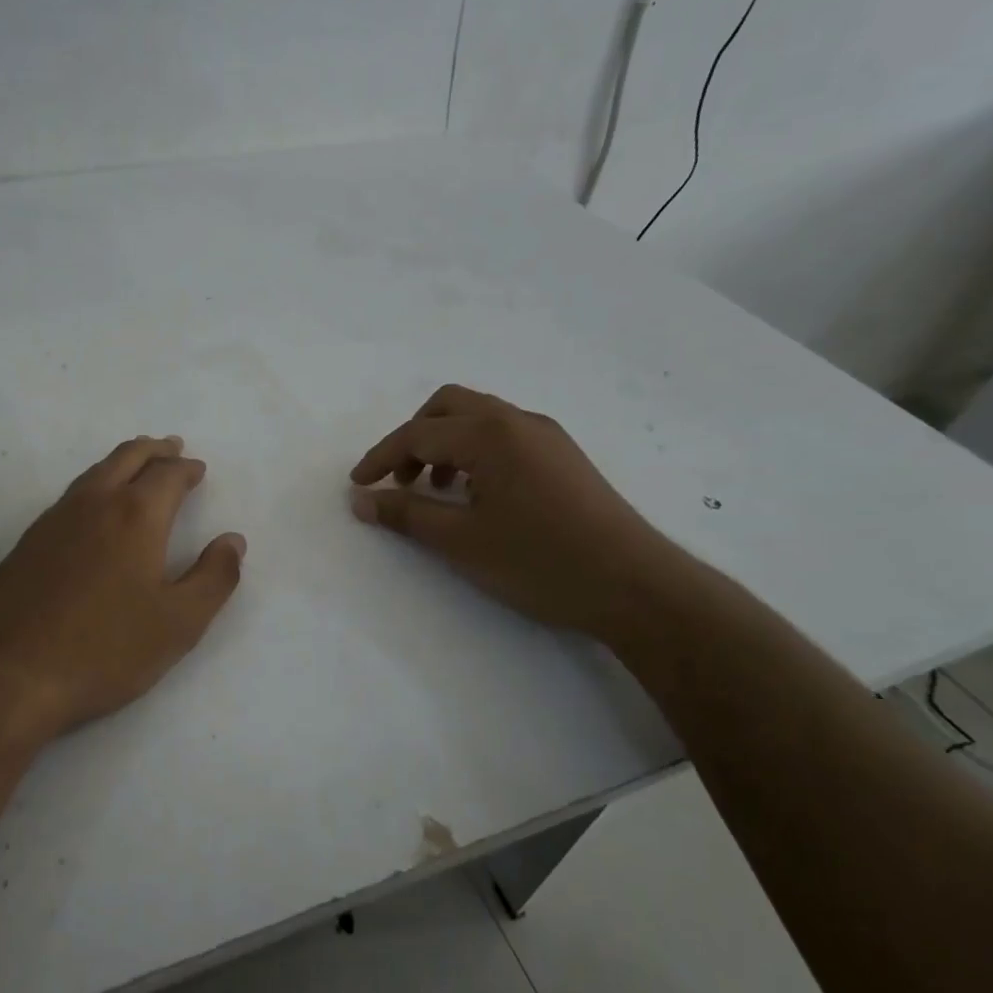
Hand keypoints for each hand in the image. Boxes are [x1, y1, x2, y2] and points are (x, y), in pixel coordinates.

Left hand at [0, 436, 245, 748]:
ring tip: (136, 466)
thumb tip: (233, 540)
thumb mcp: (179, 623)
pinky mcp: (26, 543)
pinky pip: (70, 497)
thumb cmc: (104, 650)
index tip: (197, 469)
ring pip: (94, 473)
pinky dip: (93, 486)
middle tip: (171, 447)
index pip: (168, 475)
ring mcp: (53, 520)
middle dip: (154, 450)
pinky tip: (92, 509)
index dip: (186, 469)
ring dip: (122, 462)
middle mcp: (93, 504)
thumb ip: (214, 578)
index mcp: (136, 516)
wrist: (6, 676)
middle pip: (127, 458)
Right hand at [349, 385, 676, 641]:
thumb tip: (361, 500)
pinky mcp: (564, 455)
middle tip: (400, 481)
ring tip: (438, 492)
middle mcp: (517, 421)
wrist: (635, 585)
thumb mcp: (461, 541)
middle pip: (448, 406)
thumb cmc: (539, 562)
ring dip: (445, 444)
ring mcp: (547, 435)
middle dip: (413, 438)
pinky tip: (478, 495)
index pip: (418, 434)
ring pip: (479, 419)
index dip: (380, 458)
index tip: (357, 484)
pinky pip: (504, 435)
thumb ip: (406, 514)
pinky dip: (475, 452)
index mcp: (489, 434)